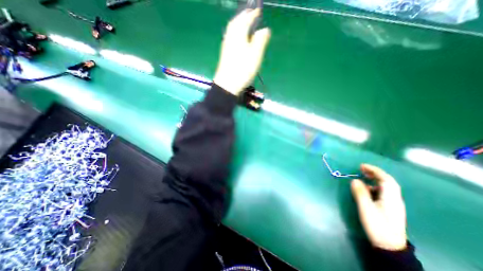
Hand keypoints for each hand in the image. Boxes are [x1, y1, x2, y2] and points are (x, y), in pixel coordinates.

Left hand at [211, 9, 269, 95]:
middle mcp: (231, 37)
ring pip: (232, 29)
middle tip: (251, 14)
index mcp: (239, 34)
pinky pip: (230, 37)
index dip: (253, 14)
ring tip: (245, 24)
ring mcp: (226, 45)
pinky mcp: (225, 54)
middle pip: (236, 21)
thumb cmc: (243, 69)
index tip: (258, 10)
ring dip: (238, 24)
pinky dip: (235, 33)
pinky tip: (238, 39)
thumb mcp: (255, 54)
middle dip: (244, 16)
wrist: (228, 84)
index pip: (246, 19)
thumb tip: (264, 29)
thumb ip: (260, 40)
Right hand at [351, 165, 406, 249]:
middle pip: (387, 182)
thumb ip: (360, 193)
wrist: (389, 246)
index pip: (386, 179)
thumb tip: (354, 180)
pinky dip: (374, 187)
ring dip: (374, 180)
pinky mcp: (389, 209)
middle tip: (361, 169)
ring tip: (363, 178)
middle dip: (375, 173)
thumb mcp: (366, 208)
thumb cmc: (377, 225)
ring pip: (385, 188)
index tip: (362, 166)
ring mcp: (393, 204)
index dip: (375, 170)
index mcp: (391, 198)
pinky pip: (383, 193)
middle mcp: (395, 199)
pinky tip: (366, 190)